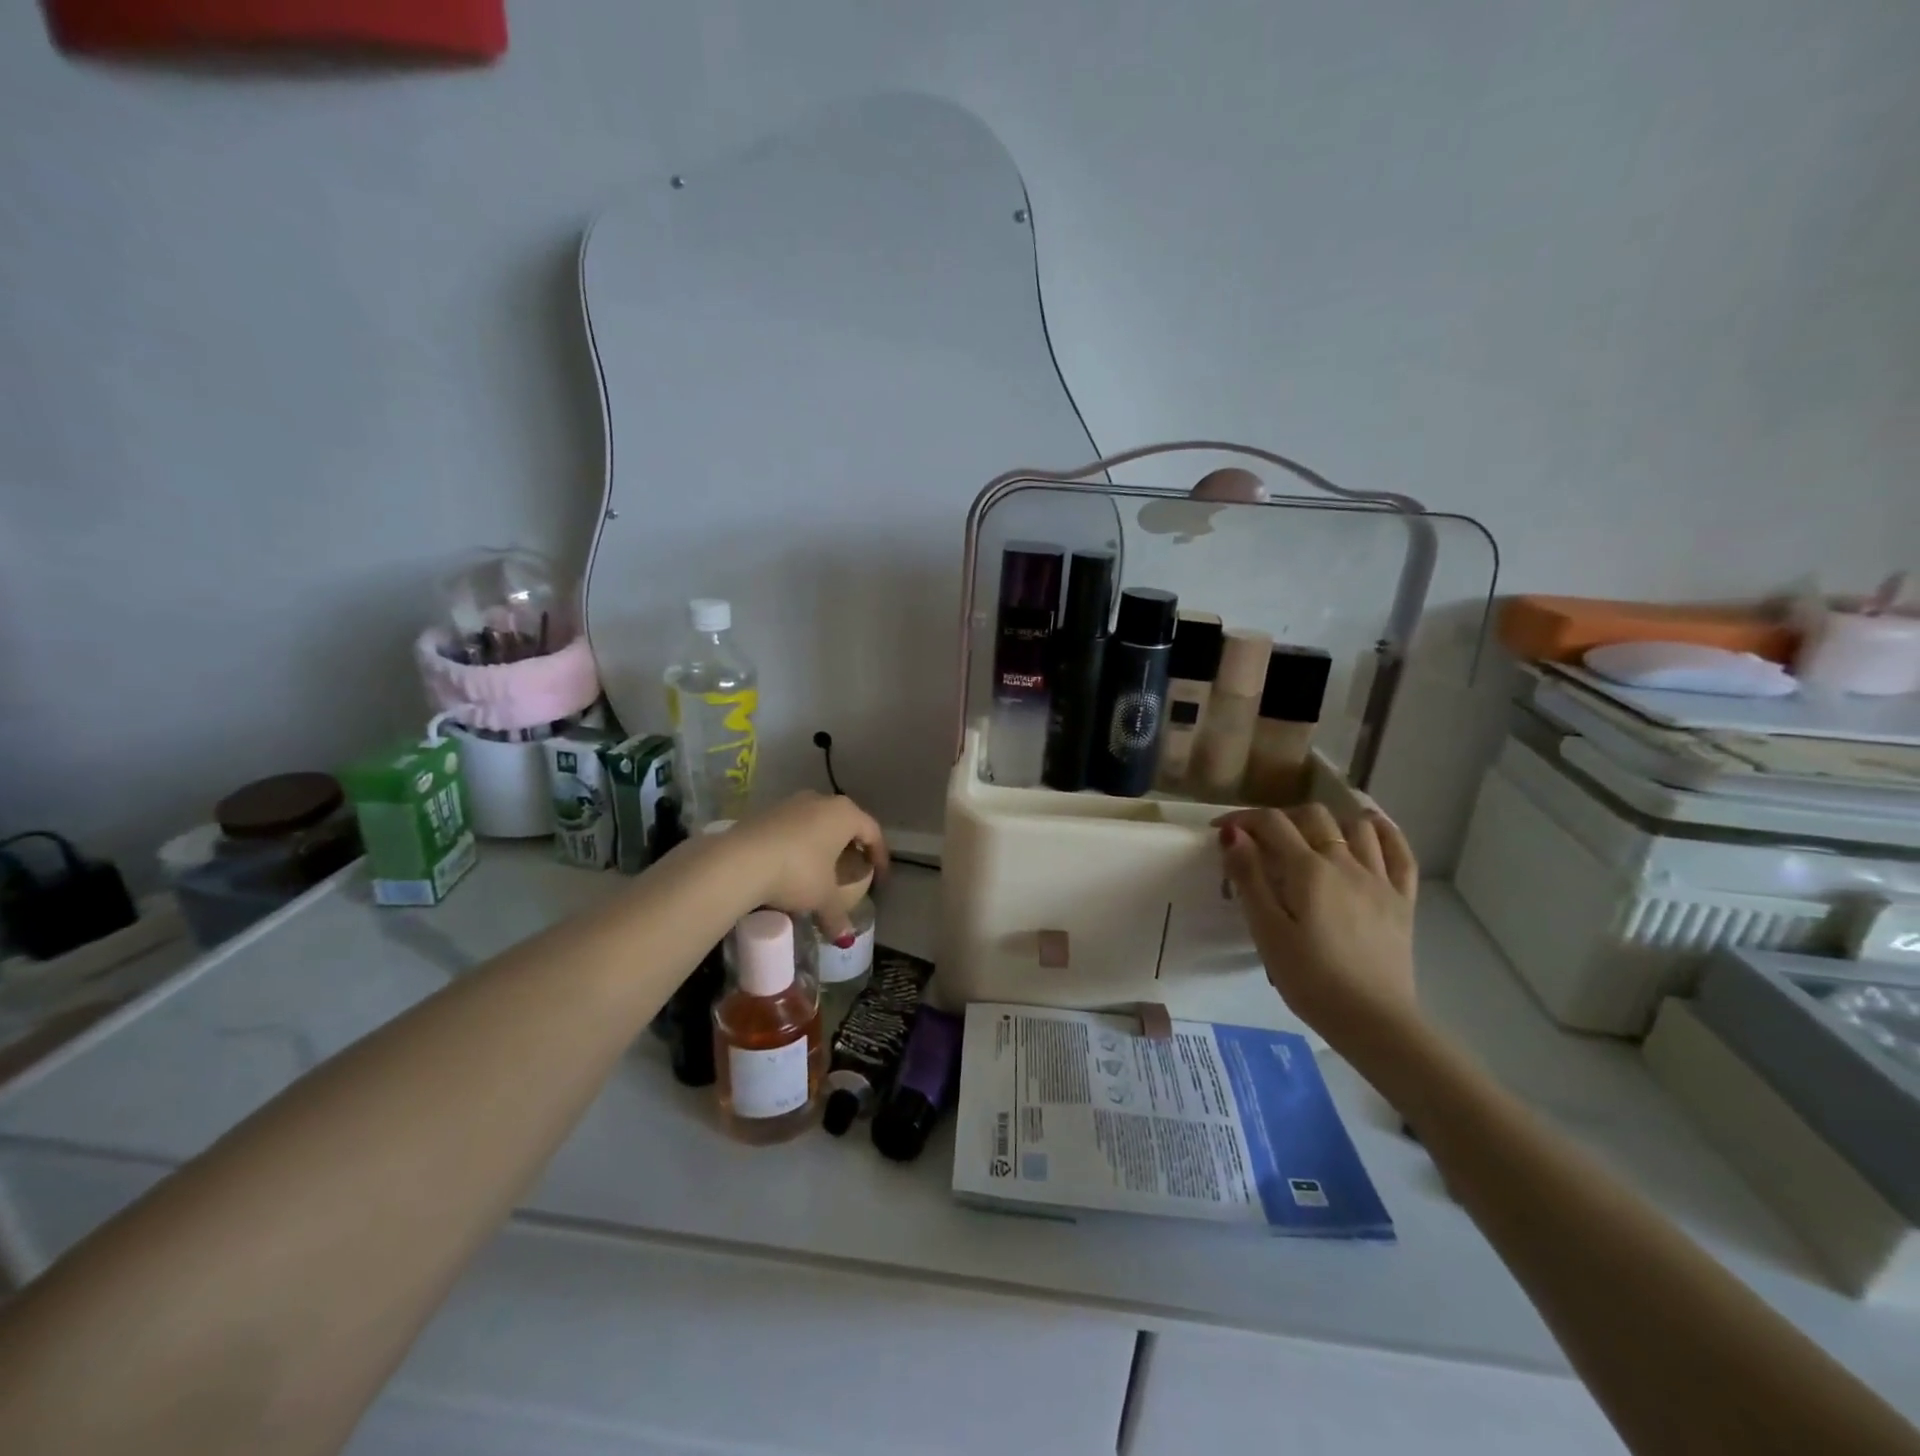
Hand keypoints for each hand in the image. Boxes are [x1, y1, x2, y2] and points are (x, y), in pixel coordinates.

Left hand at [721, 792, 887, 938]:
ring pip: (817, 823)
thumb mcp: (822, 898)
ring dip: (822, 844)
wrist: (739, 861)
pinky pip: (793, 828)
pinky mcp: (765, 812)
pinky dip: (799, 845)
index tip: (880, 878)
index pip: (872, 832)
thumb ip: (837, 915)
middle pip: (845, 823)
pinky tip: (791, 866)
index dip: (880, 857)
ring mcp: (791, 803)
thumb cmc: (797, 873)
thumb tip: (844, 937)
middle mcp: (820, 800)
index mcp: (844, 814)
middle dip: (850, 846)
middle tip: (852, 870)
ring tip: (820, 870)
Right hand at [1215, 802, 1420, 1057]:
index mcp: (1308, 869)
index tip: (1220, 830)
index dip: (1242, 819)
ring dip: (1328, 821)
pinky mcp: (1402, 900)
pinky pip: (1400, 853)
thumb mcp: (1266, 931)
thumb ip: (1249, 878)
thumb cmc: (1309, 979)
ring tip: (1309, 835)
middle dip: (1281, 818)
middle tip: (1260, 840)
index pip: (1271, 823)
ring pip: (1356, 826)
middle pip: (1313, 816)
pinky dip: (1385, 832)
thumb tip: (1232, 833)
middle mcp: (1346, 862)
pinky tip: (1370, 827)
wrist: (1373, 1020)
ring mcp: (1379, 879)